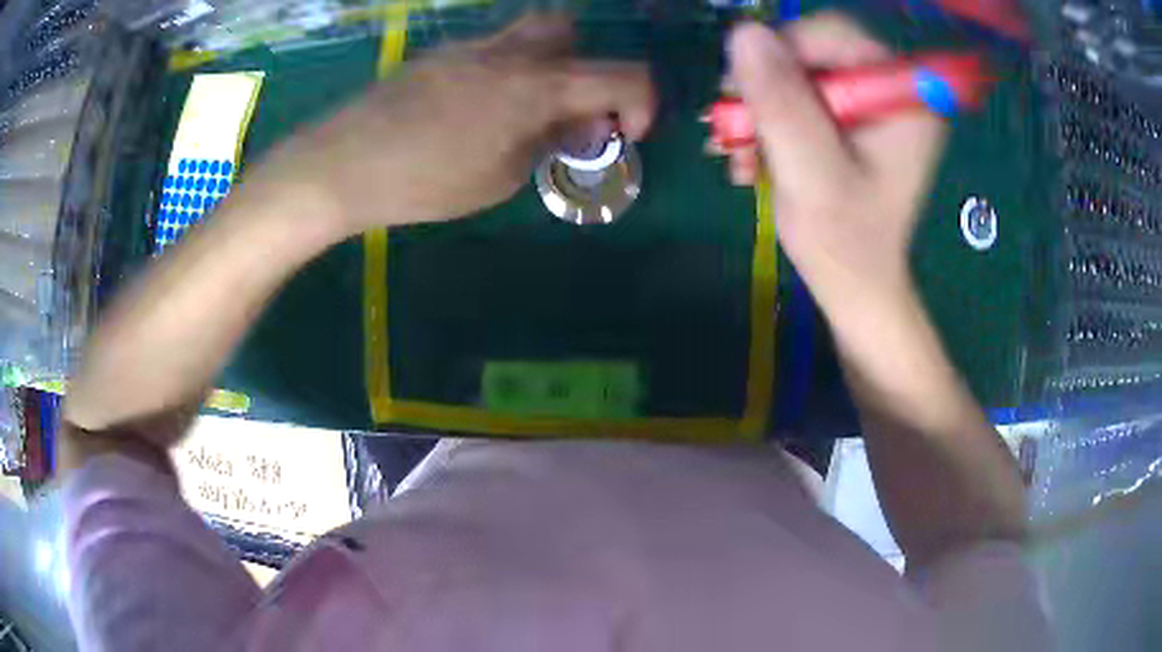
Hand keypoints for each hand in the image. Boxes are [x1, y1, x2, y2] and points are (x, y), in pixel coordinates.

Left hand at [248, 14, 655, 238]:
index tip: (625, 135)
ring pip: (529, 35)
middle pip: (571, 32)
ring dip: (545, 67)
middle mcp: (511, 52)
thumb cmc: (426, 180)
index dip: (643, 104)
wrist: (342, 164)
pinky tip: (475, 113)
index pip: (625, 75)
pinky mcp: (440, 55)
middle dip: (587, 69)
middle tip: (568, 113)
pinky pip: (490, 51)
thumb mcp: (503, 176)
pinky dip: (504, 74)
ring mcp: (471, 47)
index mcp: (539, 84)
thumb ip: (551, 141)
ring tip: (522, 115)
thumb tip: (580, 123)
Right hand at [725, 14, 946, 318]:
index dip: (782, 53)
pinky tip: (751, 159)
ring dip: (757, 112)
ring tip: (738, 155)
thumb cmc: (846, 244)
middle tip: (731, 127)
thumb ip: (782, 103)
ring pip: (796, 76)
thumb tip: (743, 34)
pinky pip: (796, 99)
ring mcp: (868, 104)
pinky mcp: (848, 120)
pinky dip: (767, 124)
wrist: (855, 286)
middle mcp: (890, 90)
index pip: (836, 35)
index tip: (742, 93)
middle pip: (812, 53)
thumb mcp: (812, 174)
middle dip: (764, 88)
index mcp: (904, 97)